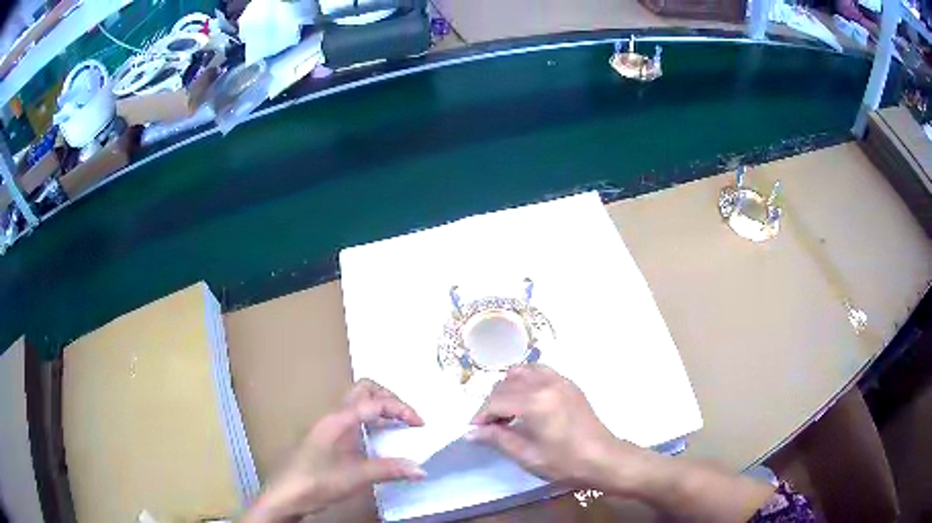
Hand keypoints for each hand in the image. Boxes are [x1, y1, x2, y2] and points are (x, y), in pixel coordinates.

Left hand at [244, 379, 426, 521]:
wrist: (285, 495)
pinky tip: (377, 439)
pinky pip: (353, 417)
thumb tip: (422, 470)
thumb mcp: (355, 478)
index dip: (401, 408)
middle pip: (364, 390)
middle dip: (389, 397)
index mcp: (338, 420)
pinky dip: (370, 419)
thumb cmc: (316, 482)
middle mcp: (333, 416)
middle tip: (407, 417)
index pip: (374, 402)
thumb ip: (389, 470)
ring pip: (357, 402)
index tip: (420, 424)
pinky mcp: (326, 437)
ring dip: (380, 407)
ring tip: (398, 425)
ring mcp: (328, 425)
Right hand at [469, 364, 648, 485]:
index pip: (496, 401)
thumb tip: (471, 433)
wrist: (604, 459)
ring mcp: (560, 380)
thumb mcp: (528, 456)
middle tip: (489, 426)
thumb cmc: (565, 463)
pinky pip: (539, 371)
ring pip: (521, 372)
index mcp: (536, 402)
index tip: (474, 431)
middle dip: (492, 403)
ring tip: (506, 411)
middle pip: (506, 384)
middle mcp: (546, 383)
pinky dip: (525, 380)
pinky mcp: (569, 383)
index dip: (481, 416)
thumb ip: (498, 439)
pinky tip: (525, 401)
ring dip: (507, 388)